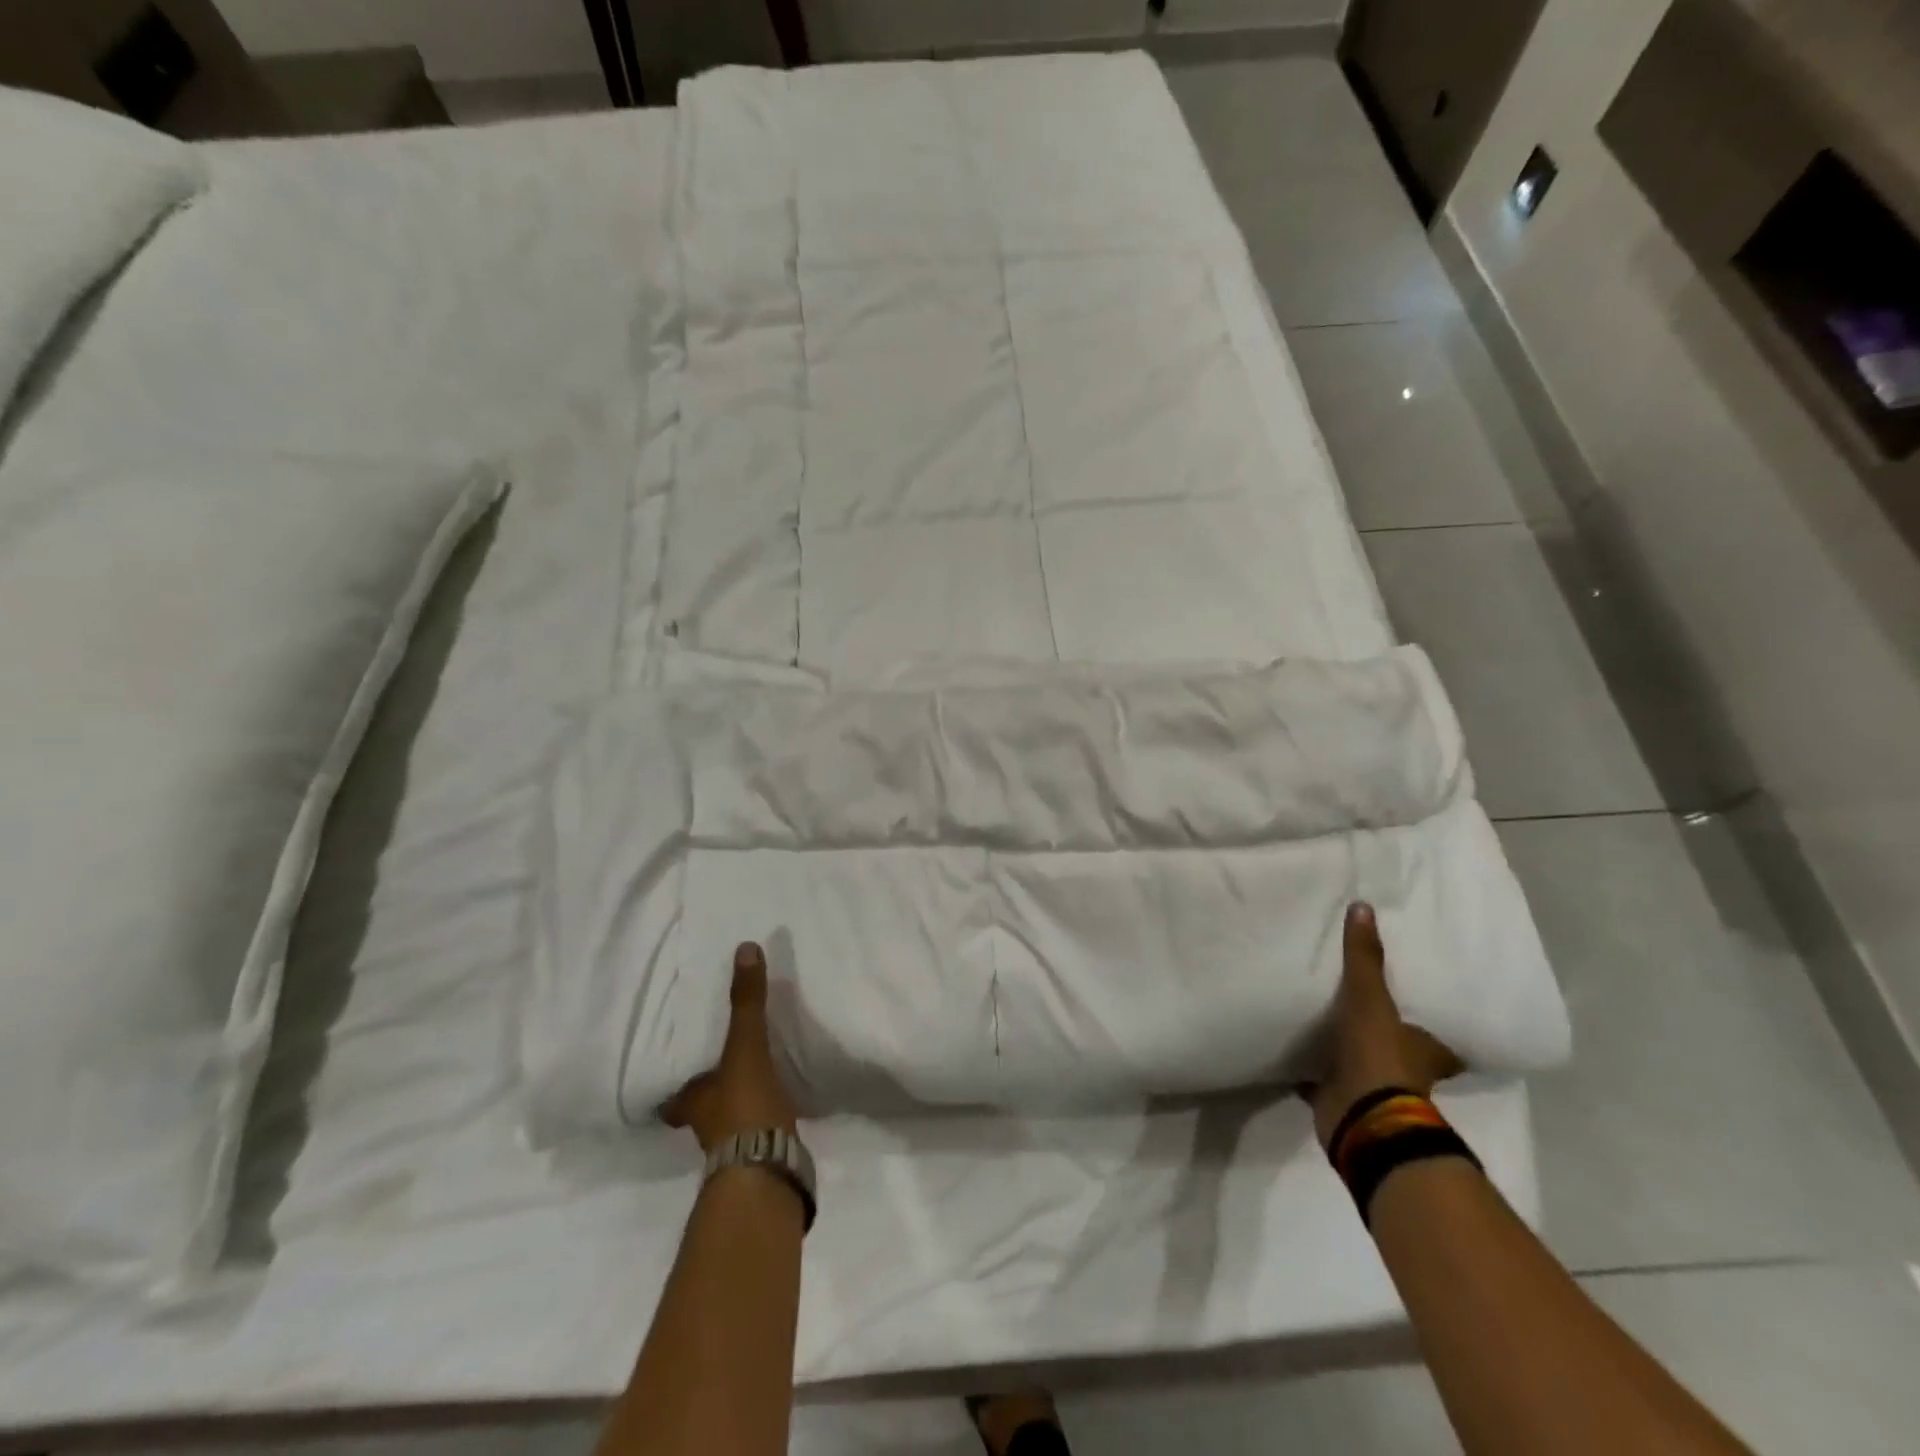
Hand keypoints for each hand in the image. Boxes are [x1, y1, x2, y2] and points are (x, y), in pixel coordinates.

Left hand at [663, 942, 799, 1153]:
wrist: (768, 1171)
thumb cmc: (744, 1106)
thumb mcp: (746, 1047)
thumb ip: (747, 1002)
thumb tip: (745, 947)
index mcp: (691, 1101)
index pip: (672, 1093)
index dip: (674, 1084)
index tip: (676, 1065)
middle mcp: (703, 1126)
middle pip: (699, 1106)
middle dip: (708, 1090)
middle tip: (719, 1067)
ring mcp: (731, 1146)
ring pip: (725, 1119)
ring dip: (734, 1103)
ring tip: (751, 1080)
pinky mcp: (760, 1154)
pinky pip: (755, 1128)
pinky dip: (760, 1117)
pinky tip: (775, 1104)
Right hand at [1305, 903, 1464, 1149]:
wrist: (1361, 1116)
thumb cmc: (1379, 1055)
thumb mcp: (1371, 998)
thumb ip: (1364, 957)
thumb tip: (1363, 906)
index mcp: (1422, 1049)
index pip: (1434, 1032)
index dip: (1426, 1019)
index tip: (1415, 1002)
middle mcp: (1402, 1069)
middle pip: (1394, 1045)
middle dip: (1379, 1030)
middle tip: (1358, 1002)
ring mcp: (1369, 1086)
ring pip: (1356, 1059)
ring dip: (1342, 1047)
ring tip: (1319, 1018)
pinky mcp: (1337, 1098)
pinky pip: (1320, 1077)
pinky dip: (1309, 1068)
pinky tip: (1289, 1048)